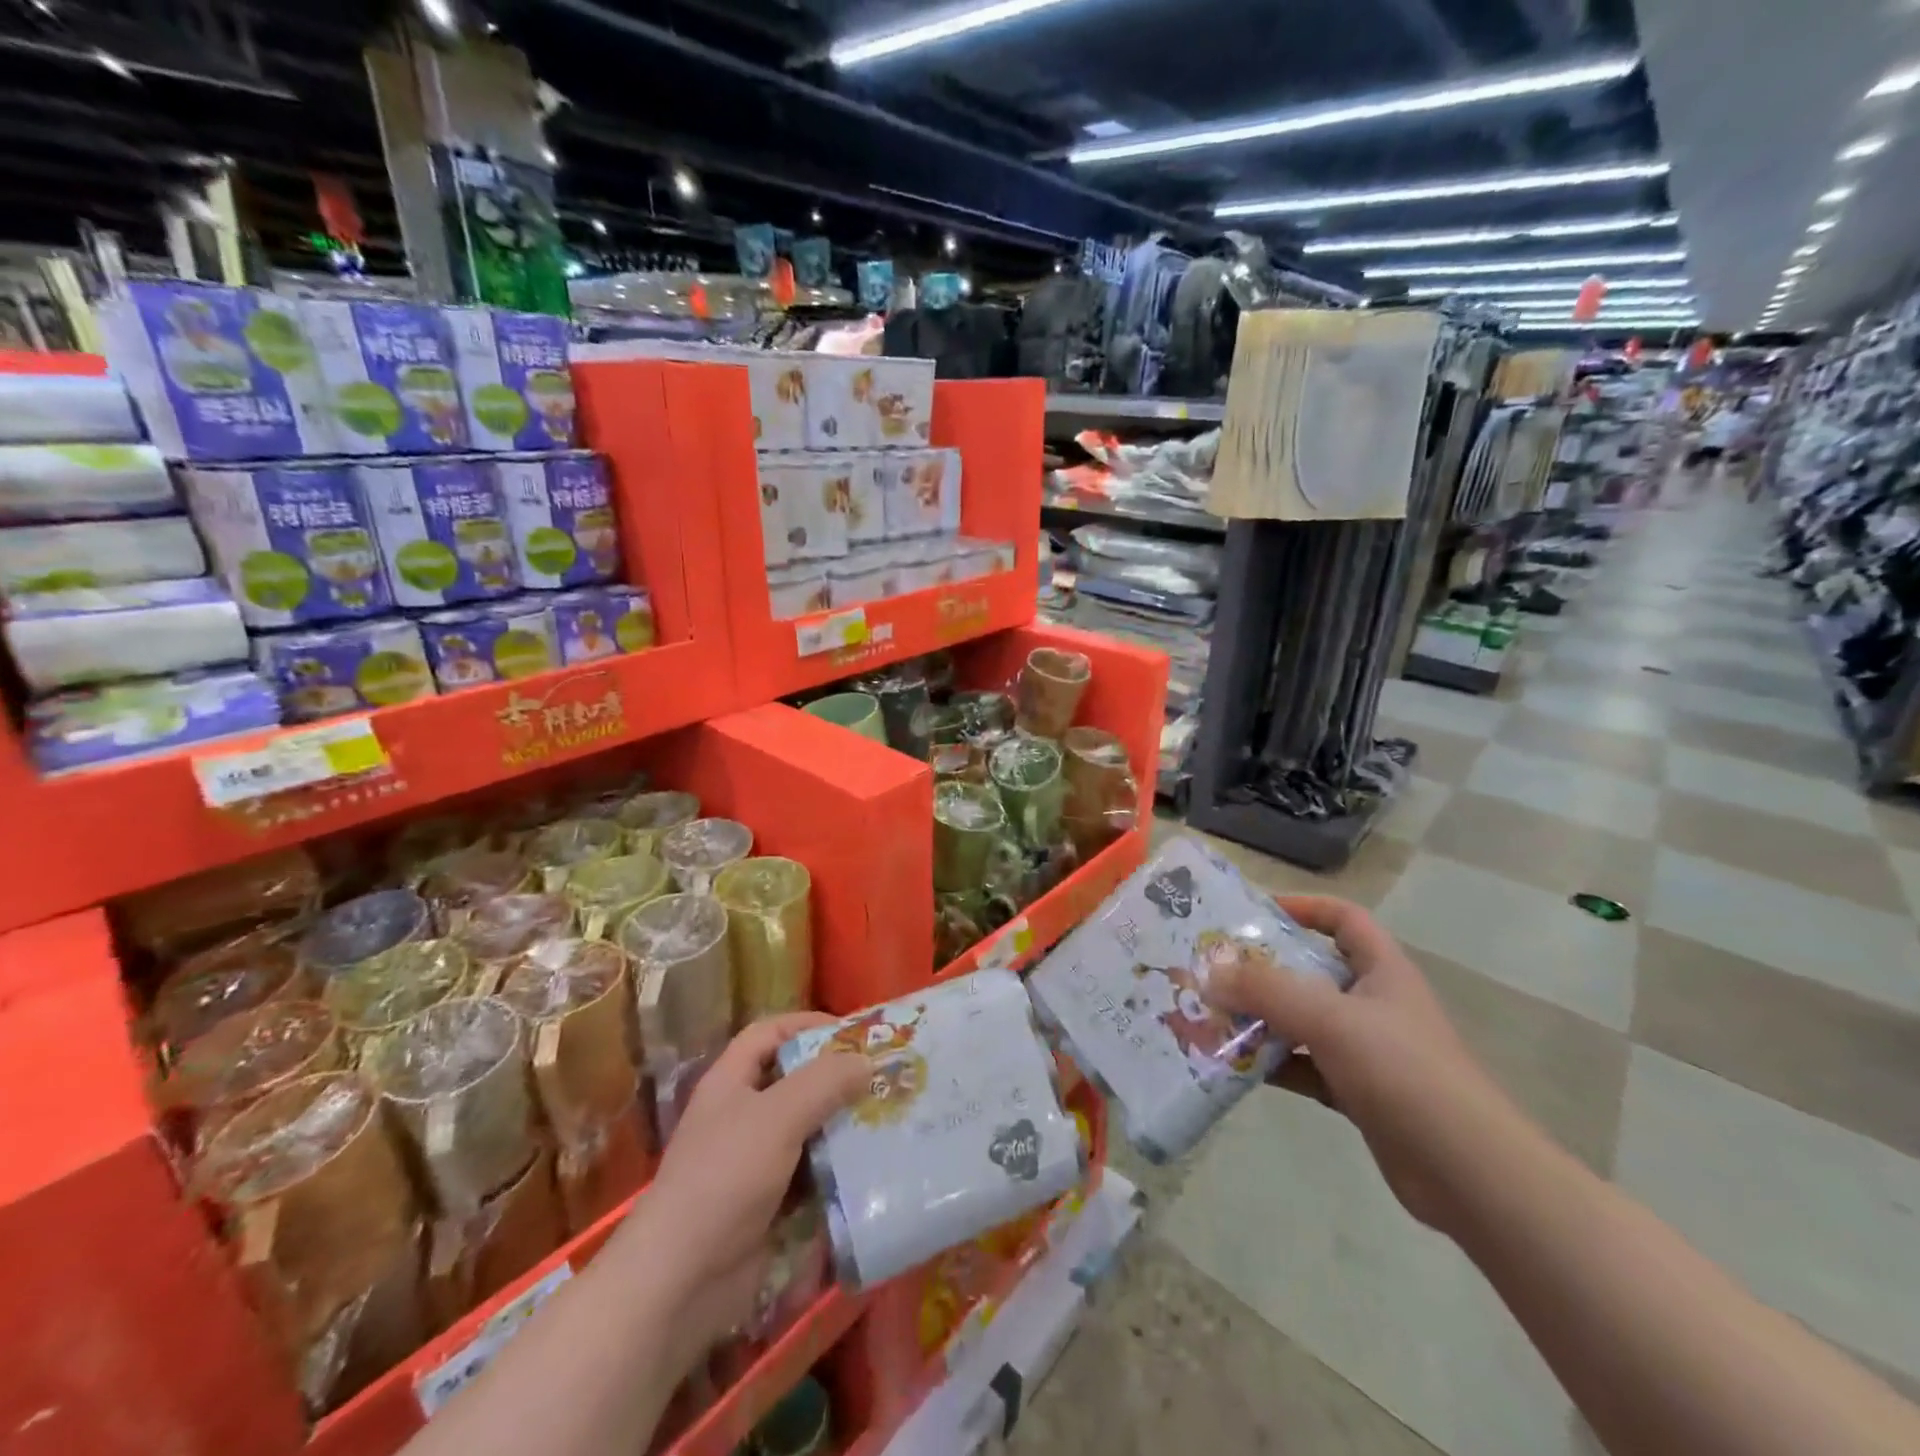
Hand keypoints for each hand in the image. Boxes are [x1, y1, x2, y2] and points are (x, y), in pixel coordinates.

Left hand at [621, 1014, 868, 1358]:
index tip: (852, 1032)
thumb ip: (824, 1083)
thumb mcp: (777, 1117)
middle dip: (836, 1078)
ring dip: (842, 1126)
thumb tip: (866, 1061)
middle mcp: (741, 1115)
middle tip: (882, 1078)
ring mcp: (754, 1163)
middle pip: (794, 1081)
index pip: (769, 1032)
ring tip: (888, 1120)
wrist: (681, 1282)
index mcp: (731, 1082)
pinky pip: (810, 1175)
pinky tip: (871, 1169)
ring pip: (807, 1130)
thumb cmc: (724, 1179)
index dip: (807, 1024)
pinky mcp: (768, 1205)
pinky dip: (837, 1171)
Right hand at [1201, 894, 1528, 1236]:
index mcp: (1382, 971)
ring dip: (1262, 1019)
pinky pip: (1304, 1066)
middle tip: (1214, 969)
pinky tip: (1236, 1066)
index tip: (1254, 914)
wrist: (1469, 1174)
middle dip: (1264, 969)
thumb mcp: (1330, 1019)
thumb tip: (1208, 973)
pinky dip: (1273, 1063)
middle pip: (1312, 971)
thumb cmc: (1404, 1073)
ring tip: (1211, 1015)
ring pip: (1303, 1021)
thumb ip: (1267, 991)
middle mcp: (1374, 1004)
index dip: (1303, 908)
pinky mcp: (1357, 1093)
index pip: (1344, 919)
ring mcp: (1367, 1051)